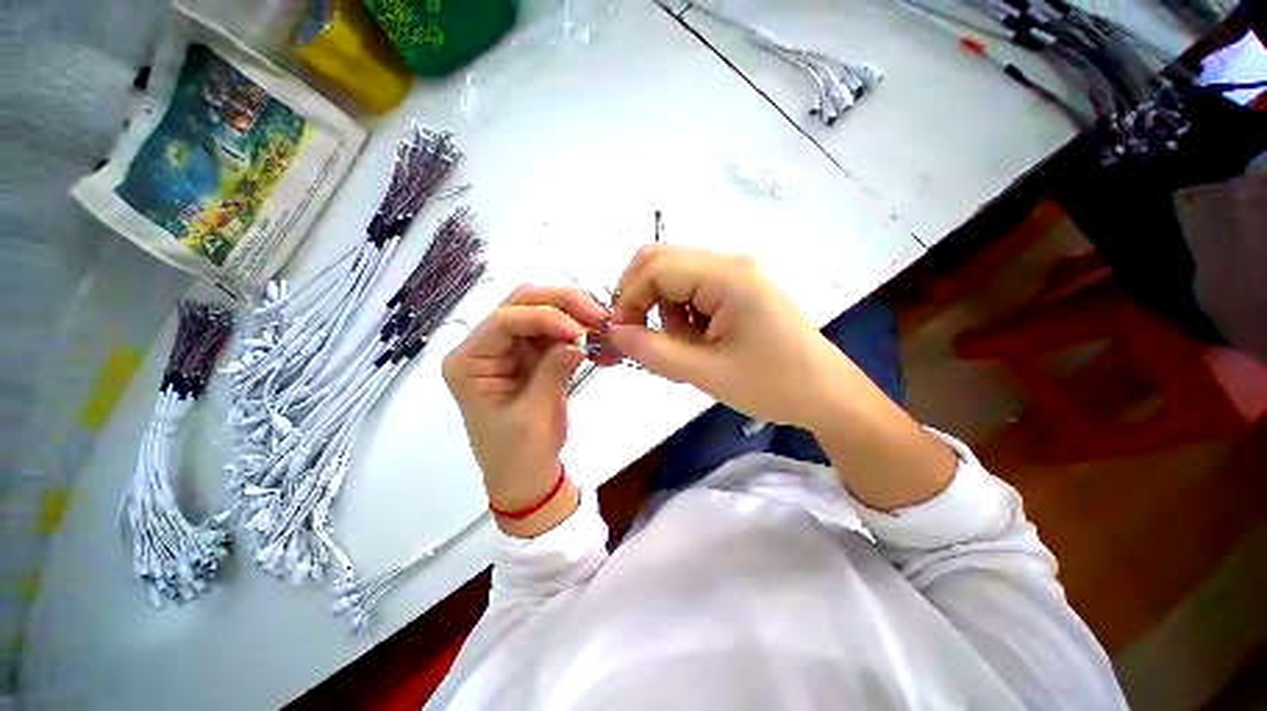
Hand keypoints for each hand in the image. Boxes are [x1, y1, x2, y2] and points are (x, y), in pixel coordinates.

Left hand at [443, 286, 607, 529]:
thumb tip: (580, 340)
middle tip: (599, 316)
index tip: (579, 332)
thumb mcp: (533, 413)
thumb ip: (553, 370)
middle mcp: (487, 346)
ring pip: (544, 312)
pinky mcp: (534, 355)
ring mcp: (512, 348)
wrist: (527, 475)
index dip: (544, 318)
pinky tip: (599, 342)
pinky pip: (558, 333)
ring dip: (576, 316)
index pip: (504, 321)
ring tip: (603, 328)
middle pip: (523, 304)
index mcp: (469, 361)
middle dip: (563, 304)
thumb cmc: (518, 453)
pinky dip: (580, 333)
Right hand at [609, 246, 955, 509]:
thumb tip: (614, 333)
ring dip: (665, 311)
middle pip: (664, 263)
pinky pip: (695, 291)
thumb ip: (654, 352)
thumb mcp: (706, 373)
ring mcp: (739, 275)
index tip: (622, 335)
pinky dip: (683, 315)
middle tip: (642, 338)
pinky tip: (700, 343)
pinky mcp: (741, 290)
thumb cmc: (773, 385)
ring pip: (676, 278)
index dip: (628, 298)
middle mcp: (732, 263)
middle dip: (642, 299)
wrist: (828, 396)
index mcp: (728, 276)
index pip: (657, 267)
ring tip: (685, 349)